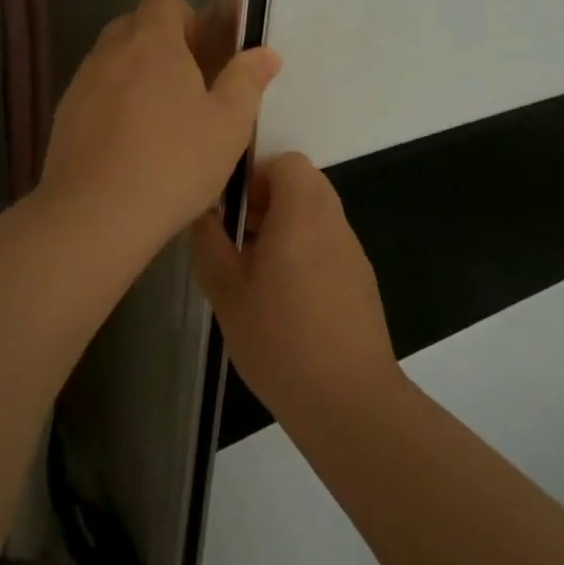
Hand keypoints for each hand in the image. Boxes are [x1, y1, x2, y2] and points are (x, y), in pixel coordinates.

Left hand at [39, 0, 279, 256]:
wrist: (94, 214)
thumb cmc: (173, 164)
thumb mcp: (228, 126)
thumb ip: (246, 81)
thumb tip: (265, 52)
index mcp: (153, 43)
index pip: (163, 0)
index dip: (186, 17)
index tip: (203, 52)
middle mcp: (111, 52)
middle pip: (134, 25)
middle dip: (160, 43)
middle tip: (187, 84)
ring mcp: (81, 82)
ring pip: (111, 58)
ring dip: (134, 72)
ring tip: (158, 117)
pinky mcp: (63, 114)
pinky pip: (93, 91)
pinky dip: (111, 101)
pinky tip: (127, 142)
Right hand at [189, 153, 402, 426]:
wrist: (349, 402)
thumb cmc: (280, 340)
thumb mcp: (226, 291)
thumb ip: (209, 242)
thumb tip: (202, 212)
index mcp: (302, 213)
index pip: (287, 162)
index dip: (256, 175)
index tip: (233, 209)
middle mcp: (333, 222)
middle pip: (303, 184)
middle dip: (268, 200)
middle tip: (239, 237)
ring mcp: (352, 251)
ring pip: (316, 214)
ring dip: (286, 226)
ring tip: (256, 270)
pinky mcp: (361, 280)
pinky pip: (328, 244)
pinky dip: (305, 251)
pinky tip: (285, 299)